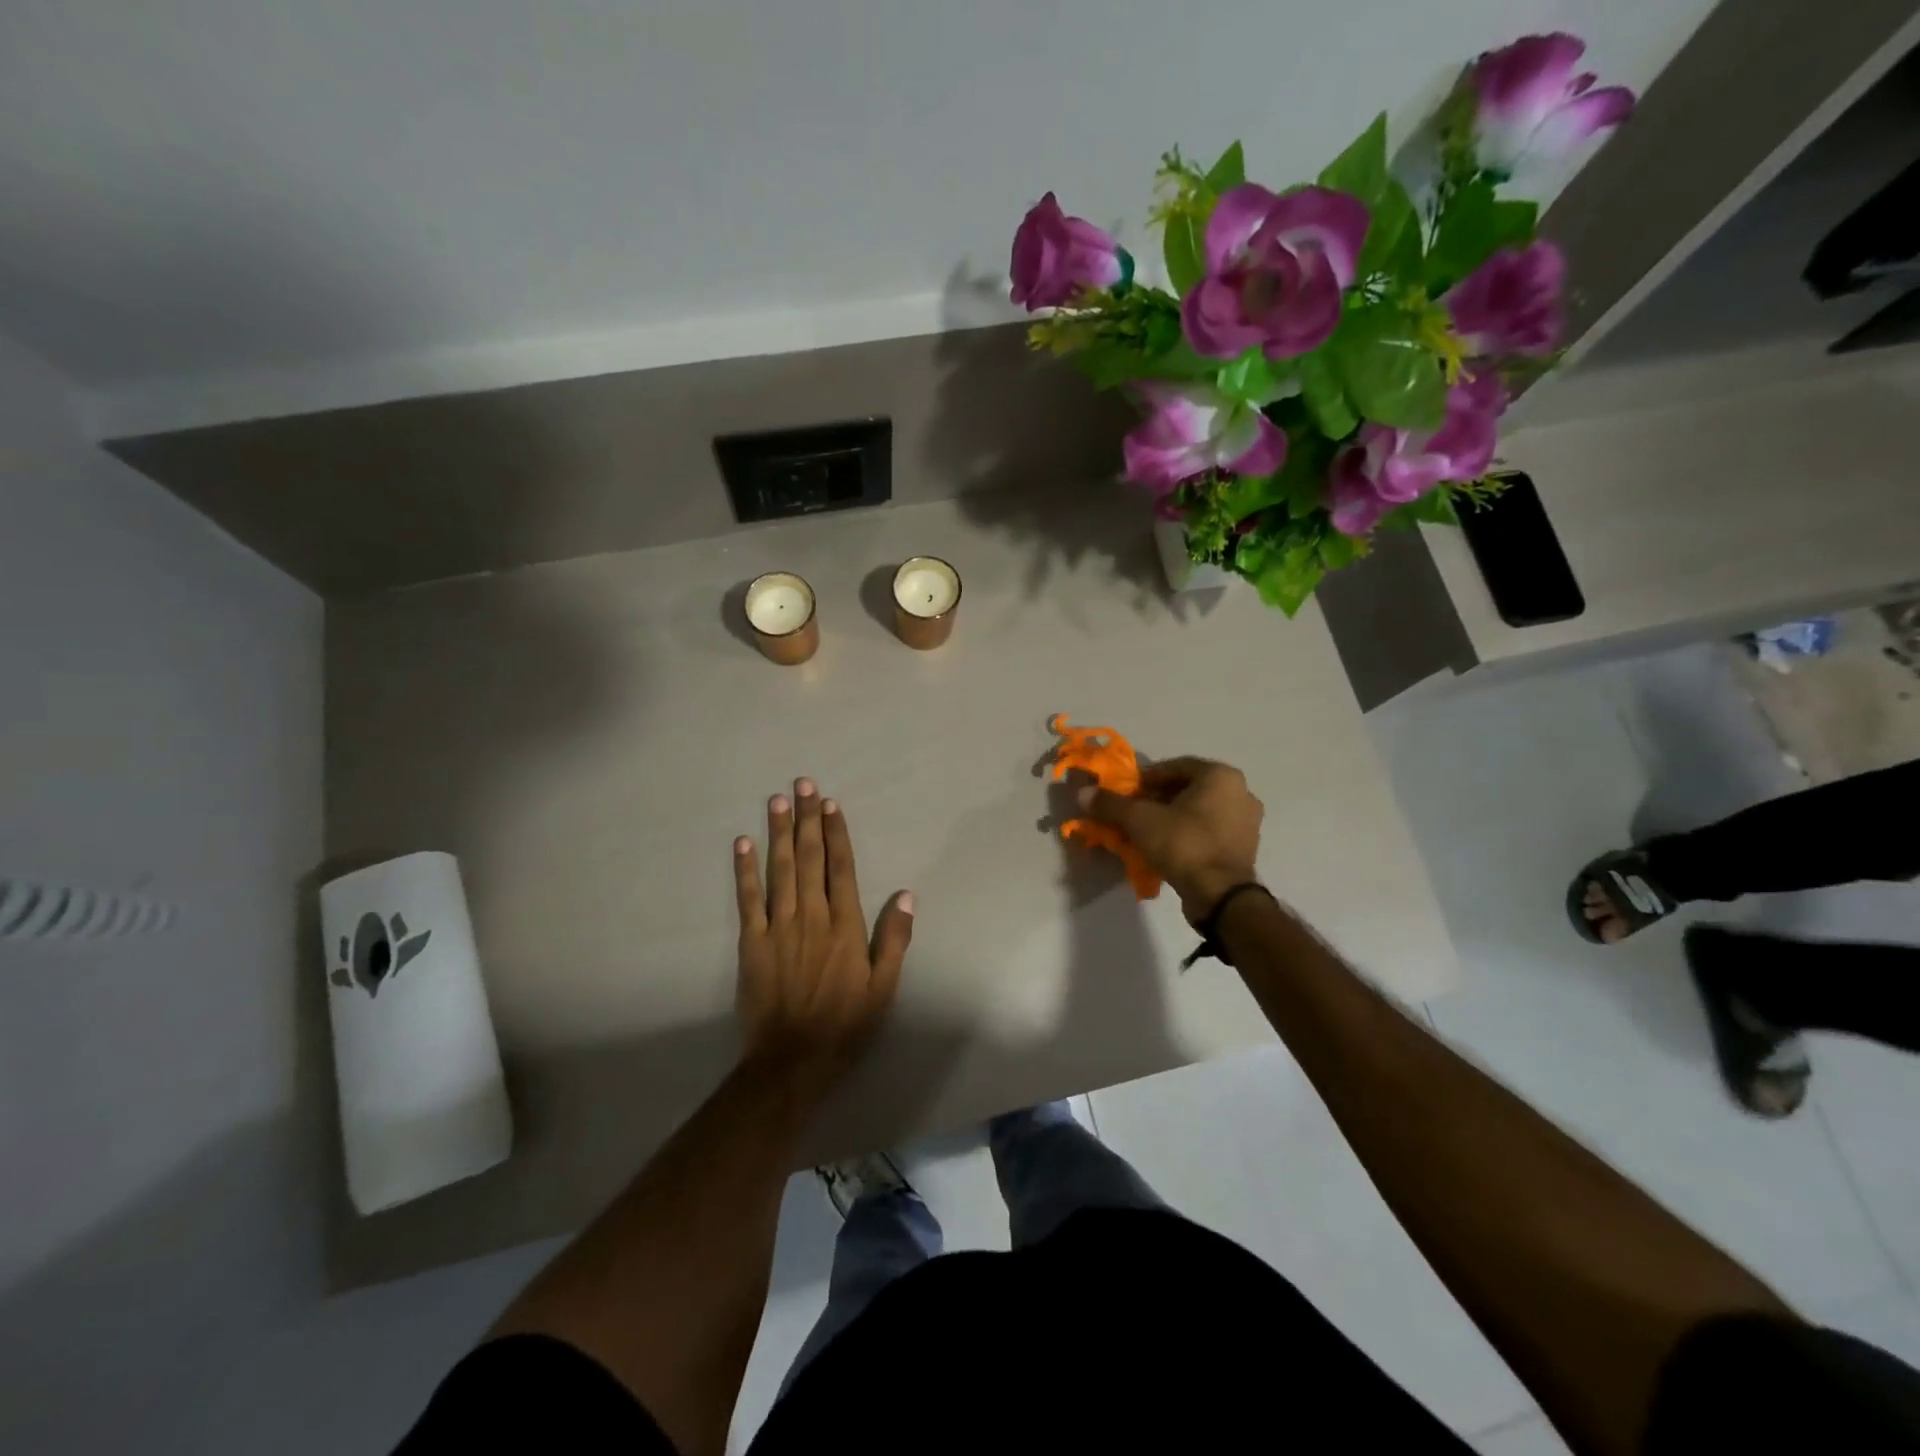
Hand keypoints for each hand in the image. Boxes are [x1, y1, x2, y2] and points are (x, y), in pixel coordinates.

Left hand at [732, 779, 913, 1095]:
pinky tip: (743, 844)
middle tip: (803, 784)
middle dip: (807, 819)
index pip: (841, 869)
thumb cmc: (845, 1026)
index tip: (831, 804)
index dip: (836, 834)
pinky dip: (744, 870)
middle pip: (809, 859)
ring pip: (779, 870)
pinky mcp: (751, 943)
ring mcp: (778, 928)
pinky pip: (747, 899)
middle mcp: (811, 917)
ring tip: (777, 800)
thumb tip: (905, 894)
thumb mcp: (884, 988)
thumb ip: (894, 939)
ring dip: (779, 833)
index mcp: (845, 926)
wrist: (791, 1062)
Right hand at [1079, 757, 1262, 921]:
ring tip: (1148, 832)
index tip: (1127, 793)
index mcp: (1220, 776)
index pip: (1175, 766)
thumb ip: (1111, 804)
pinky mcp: (1245, 848)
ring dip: (1173, 817)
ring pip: (1199, 810)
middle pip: (1188, 788)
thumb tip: (1083, 793)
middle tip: (1135, 813)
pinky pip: (1210, 831)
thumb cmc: (1183, 844)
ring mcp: (1248, 822)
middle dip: (1158, 798)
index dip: (1146, 778)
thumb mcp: (1140, 820)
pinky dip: (1189, 834)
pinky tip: (1168, 848)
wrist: (1220, 895)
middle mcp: (1240, 792)